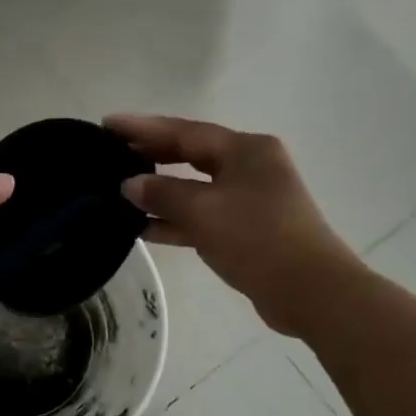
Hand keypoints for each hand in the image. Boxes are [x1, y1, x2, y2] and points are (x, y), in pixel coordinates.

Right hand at [106, 114, 361, 338]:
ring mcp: (249, 199)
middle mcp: (249, 167)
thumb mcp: (204, 211)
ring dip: (159, 192)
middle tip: (109, 154)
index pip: (184, 131)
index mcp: (245, 149)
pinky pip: (201, 216)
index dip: (142, 128)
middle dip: (150, 155)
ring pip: (194, 187)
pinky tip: (141, 228)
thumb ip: (162, 193)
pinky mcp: (245, 230)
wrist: (309, 291)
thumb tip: (130, 184)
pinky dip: (174, 220)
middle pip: (190, 155)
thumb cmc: (257, 238)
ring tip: (117, 191)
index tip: (107, 124)